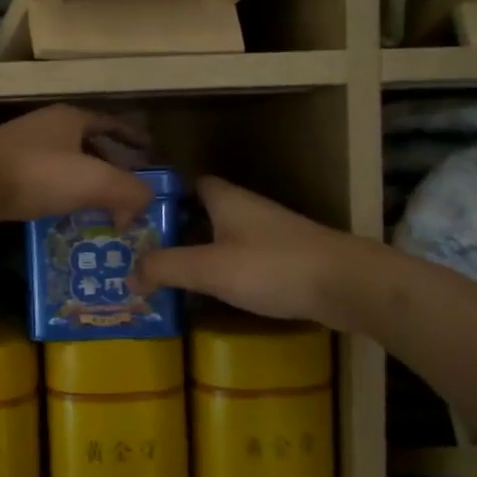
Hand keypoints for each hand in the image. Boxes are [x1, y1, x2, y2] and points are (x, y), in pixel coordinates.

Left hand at [0, 105, 152, 245]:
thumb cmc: (37, 173)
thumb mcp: (95, 181)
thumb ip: (130, 192)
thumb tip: (140, 208)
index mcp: (70, 118)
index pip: (110, 122)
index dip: (132, 136)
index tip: (149, 150)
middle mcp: (45, 126)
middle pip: (86, 142)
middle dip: (108, 164)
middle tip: (126, 188)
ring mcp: (18, 148)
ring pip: (62, 163)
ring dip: (82, 183)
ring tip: (99, 207)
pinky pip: (40, 181)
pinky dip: (57, 195)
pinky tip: (62, 215)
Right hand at [136, 176, 349, 324]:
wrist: (347, 285)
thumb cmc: (272, 267)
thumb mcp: (209, 267)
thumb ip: (165, 268)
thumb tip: (129, 277)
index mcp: (225, 199)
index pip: (186, 184)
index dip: (161, 198)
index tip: (134, 219)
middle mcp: (245, 209)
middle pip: (200, 213)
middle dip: (173, 231)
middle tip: (139, 254)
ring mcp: (267, 234)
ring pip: (221, 238)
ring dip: (196, 254)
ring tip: (164, 277)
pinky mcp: (284, 259)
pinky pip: (240, 260)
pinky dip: (221, 272)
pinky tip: (208, 293)